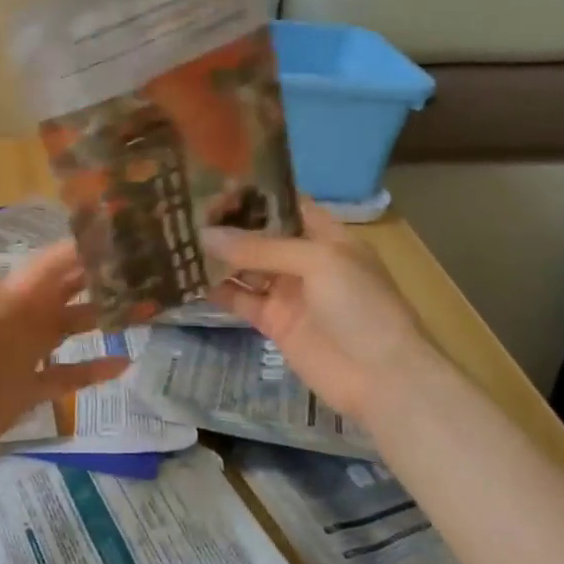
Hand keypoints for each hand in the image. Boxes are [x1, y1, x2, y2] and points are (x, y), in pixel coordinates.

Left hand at [0, 239, 126, 496]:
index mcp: (5, 301)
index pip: (52, 265)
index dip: (86, 248)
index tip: (130, 235)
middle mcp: (17, 322)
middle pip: (66, 293)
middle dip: (103, 279)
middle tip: (152, 270)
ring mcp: (21, 358)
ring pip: (69, 330)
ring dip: (102, 319)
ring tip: (147, 309)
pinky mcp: (22, 394)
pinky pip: (63, 376)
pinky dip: (91, 370)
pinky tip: (123, 364)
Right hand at [202, 200, 448, 420]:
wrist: (383, 379)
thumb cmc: (361, 306)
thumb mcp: (317, 262)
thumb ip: (260, 248)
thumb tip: (206, 235)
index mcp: (326, 235)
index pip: (285, 204)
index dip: (253, 193)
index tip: (213, 184)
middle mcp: (304, 259)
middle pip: (260, 234)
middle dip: (228, 224)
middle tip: (187, 213)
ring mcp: (288, 292)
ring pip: (245, 266)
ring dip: (218, 256)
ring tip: (180, 241)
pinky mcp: (274, 322)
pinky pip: (241, 300)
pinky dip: (218, 290)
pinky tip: (190, 280)